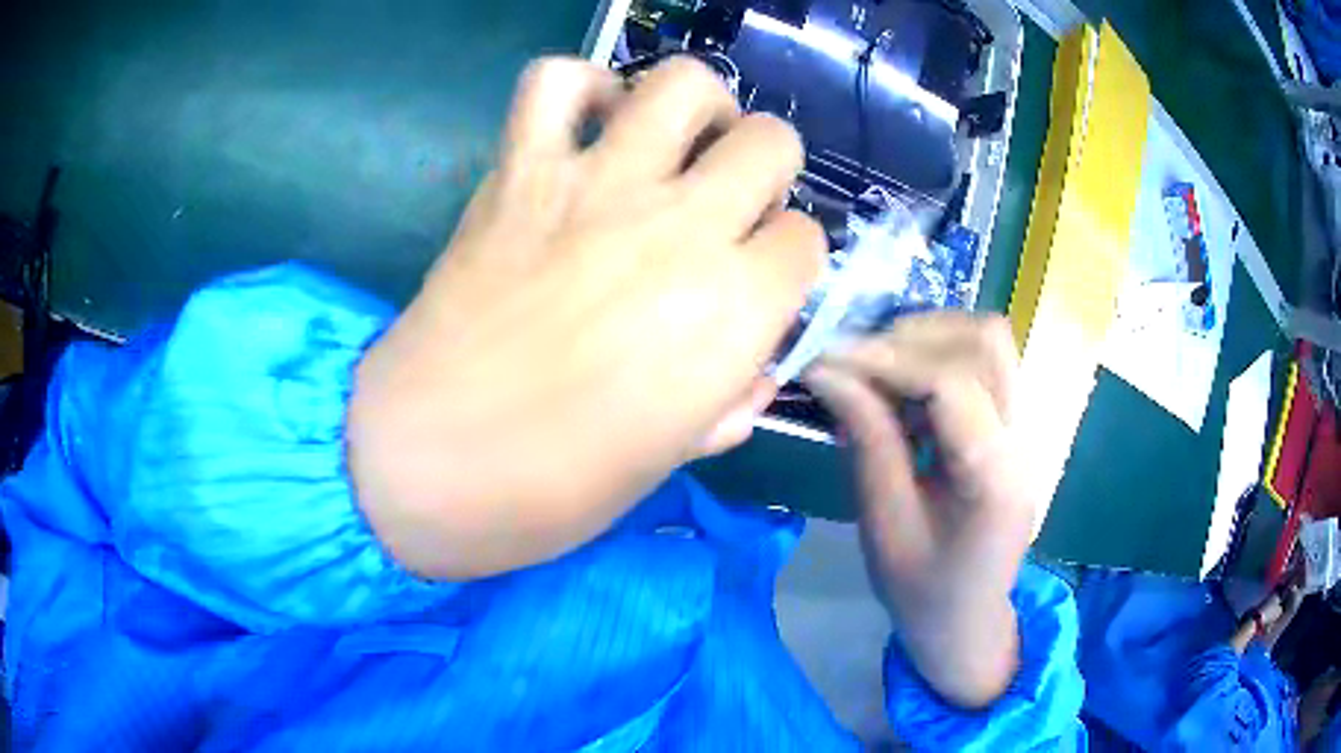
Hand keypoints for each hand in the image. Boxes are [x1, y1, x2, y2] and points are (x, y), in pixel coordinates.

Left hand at [347, 57, 823, 579]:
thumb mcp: (671, 460)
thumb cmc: (554, 487)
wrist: (426, 461)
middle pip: (770, 141)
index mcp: (734, 309)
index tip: (759, 282)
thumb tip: (752, 370)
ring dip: (698, 108)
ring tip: (675, 145)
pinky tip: (587, 125)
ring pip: (683, 85)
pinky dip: (579, 87)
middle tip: (728, 201)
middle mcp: (682, 227)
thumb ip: (728, 404)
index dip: (788, 261)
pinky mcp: (521, 171)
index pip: (806, 240)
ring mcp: (597, 185)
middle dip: (765, 169)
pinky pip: (554, 83)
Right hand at [805, 312, 1037, 707]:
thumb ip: (867, 440)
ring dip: (927, 341)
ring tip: (877, 370)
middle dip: (912, 336)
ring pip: (989, 343)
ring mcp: (1026, 429)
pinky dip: (937, 361)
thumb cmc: (922, 591)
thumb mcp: (884, 525)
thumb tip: (827, 370)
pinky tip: (902, 393)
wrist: (968, 621)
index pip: (951, 382)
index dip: (885, 358)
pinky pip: (982, 366)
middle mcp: (1024, 439)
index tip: (827, 358)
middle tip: (854, 360)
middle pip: (986, 341)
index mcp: (995, 477)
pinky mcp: (1014, 427)